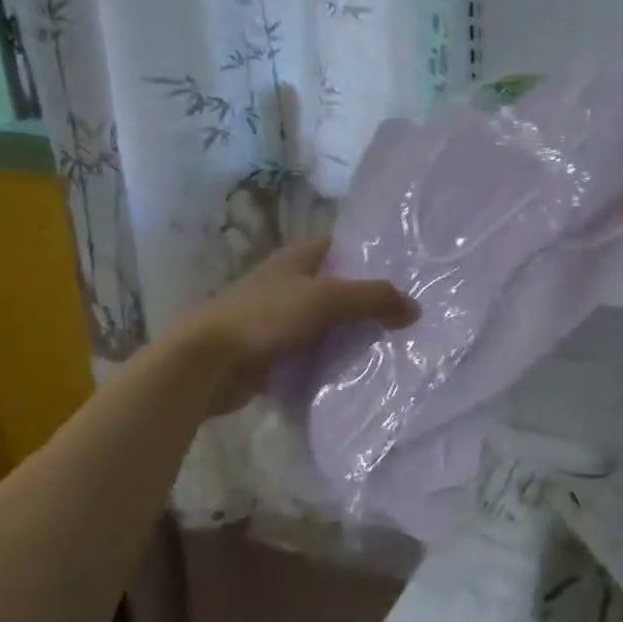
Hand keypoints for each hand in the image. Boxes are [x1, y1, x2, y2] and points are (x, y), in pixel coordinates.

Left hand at [184, 239, 417, 413]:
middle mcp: (287, 283)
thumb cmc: (265, 317)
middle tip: (406, 317)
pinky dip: (329, 361)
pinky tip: (357, 372)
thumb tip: (416, 309)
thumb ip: (373, 299)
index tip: (404, 276)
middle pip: (337, 288)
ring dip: (349, 335)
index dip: (370, 259)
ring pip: (325, 323)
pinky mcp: (271, 353)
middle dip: (366, 302)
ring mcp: (277, 319)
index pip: (342, 249)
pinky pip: (311, 354)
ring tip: (391, 346)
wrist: (206, 364)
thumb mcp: (326, 299)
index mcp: (297, 259)